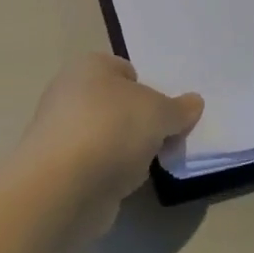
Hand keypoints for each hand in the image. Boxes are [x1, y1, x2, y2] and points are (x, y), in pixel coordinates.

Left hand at [16, 53, 203, 234]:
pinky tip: (125, 184)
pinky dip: (112, 174)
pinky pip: (97, 165)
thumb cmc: (112, 128)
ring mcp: (61, 133)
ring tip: (148, 165)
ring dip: (127, 151)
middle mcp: (69, 93)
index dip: (149, 89)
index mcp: (89, 66)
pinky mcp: (59, 170)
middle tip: (165, 138)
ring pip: (107, 136)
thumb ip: (178, 108)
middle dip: (140, 122)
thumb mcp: (159, 112)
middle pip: (117, 104)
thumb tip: (194, 103)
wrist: (64, 185)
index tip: (167, 112)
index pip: (125, 70)